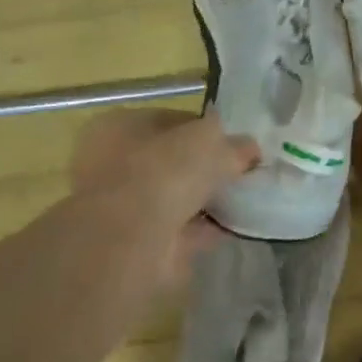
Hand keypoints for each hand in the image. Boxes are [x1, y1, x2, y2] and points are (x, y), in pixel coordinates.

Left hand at [68, 108, 258, 288]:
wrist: (131, 239)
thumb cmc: (163, 170)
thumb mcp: (210, 140)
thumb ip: (232, 142)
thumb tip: (249, 148)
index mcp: (120, 125)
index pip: (170, 121)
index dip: (205, 129)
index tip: (235, 143)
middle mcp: (112, 163)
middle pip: (171, 161)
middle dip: (205, 168)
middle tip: (241, 172)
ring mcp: (122, 206)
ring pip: (174, 197)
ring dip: (205, 200)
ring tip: (243, 199)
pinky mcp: (137, 241)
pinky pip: (180, 229)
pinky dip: (204, 228)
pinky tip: (233, 226)